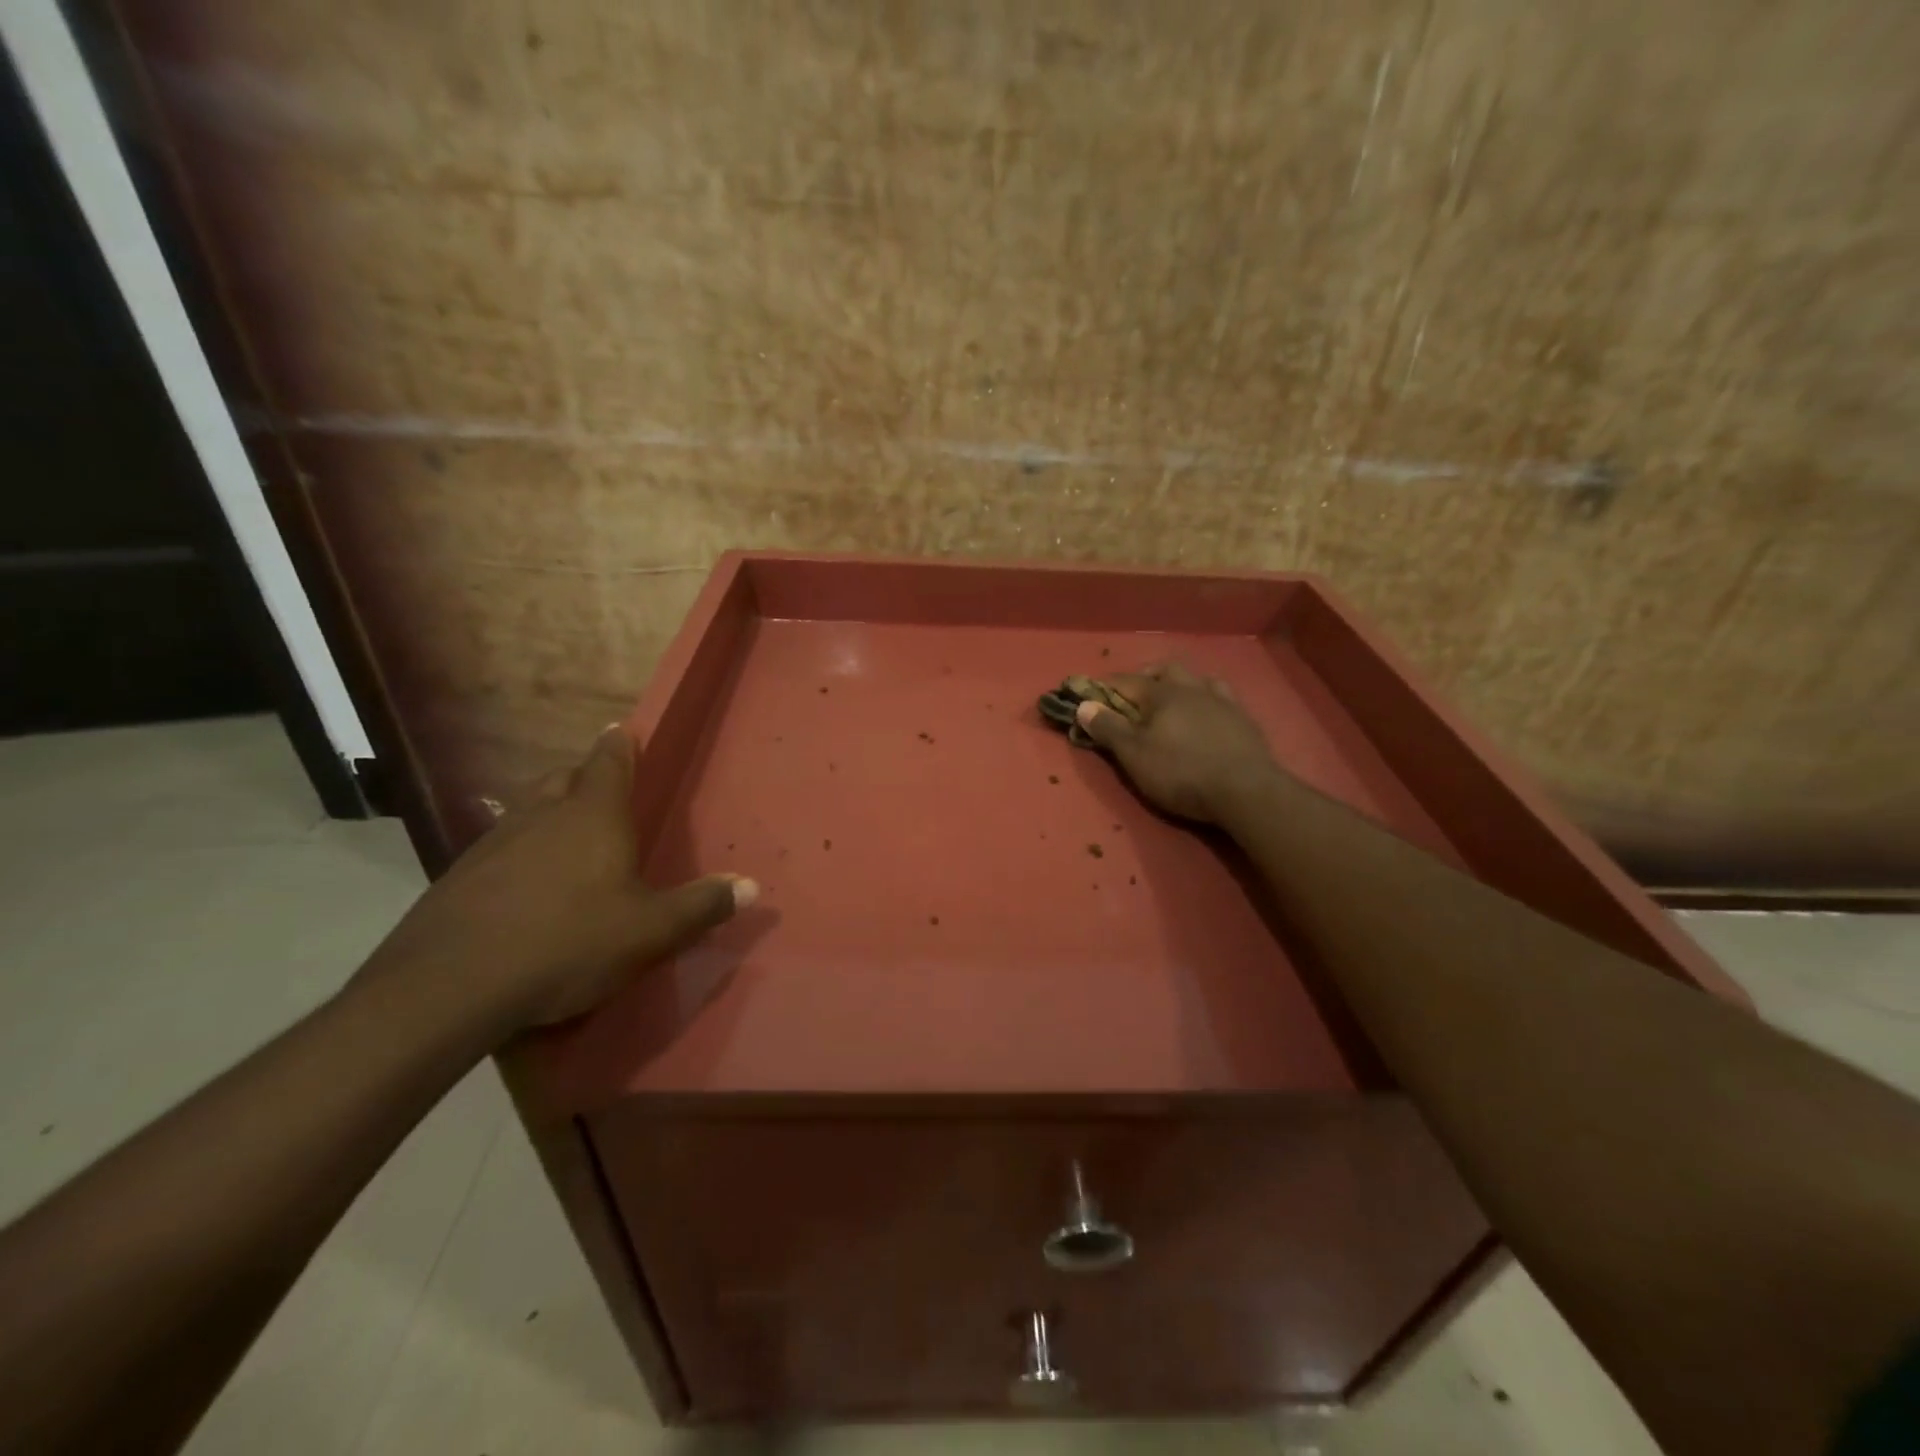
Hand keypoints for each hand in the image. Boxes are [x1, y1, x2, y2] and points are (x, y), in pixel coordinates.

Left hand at [361, 726, 755, 1029]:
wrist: (449, 986)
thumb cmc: (568, 942)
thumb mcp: (650, 931)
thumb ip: (701, 905)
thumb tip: (751, 885)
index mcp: (593, 816)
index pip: (609, 762)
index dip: (619, 745)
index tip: (621, 730)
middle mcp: (542, 816)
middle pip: (564, 778)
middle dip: (584, 777)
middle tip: (602, 790)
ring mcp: (493, 843)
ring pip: (528, 810)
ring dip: (549, 813)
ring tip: (566, 837)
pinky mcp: (459, 876)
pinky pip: (500, 848)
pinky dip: (519, 852)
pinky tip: (525, 887)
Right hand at [1074, 663, 1280, 824]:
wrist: (1246, 791)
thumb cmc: (1180, 772)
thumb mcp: (1134, 755)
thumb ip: (1108, 728)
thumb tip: (1083, 705)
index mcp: (1162, 693)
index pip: (1125, 681)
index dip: (1104, 687)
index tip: (1089, 696)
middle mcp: (1192, 688)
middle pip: (1166, 670)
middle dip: (1146, 678)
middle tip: (1134, 697)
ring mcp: (1222, 702)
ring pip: (1198, 680)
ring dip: (1181, 685)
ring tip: (1173, 702)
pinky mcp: (1244, 720)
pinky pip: (1222, 698)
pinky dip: (1207, 701)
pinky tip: (1208, 715)